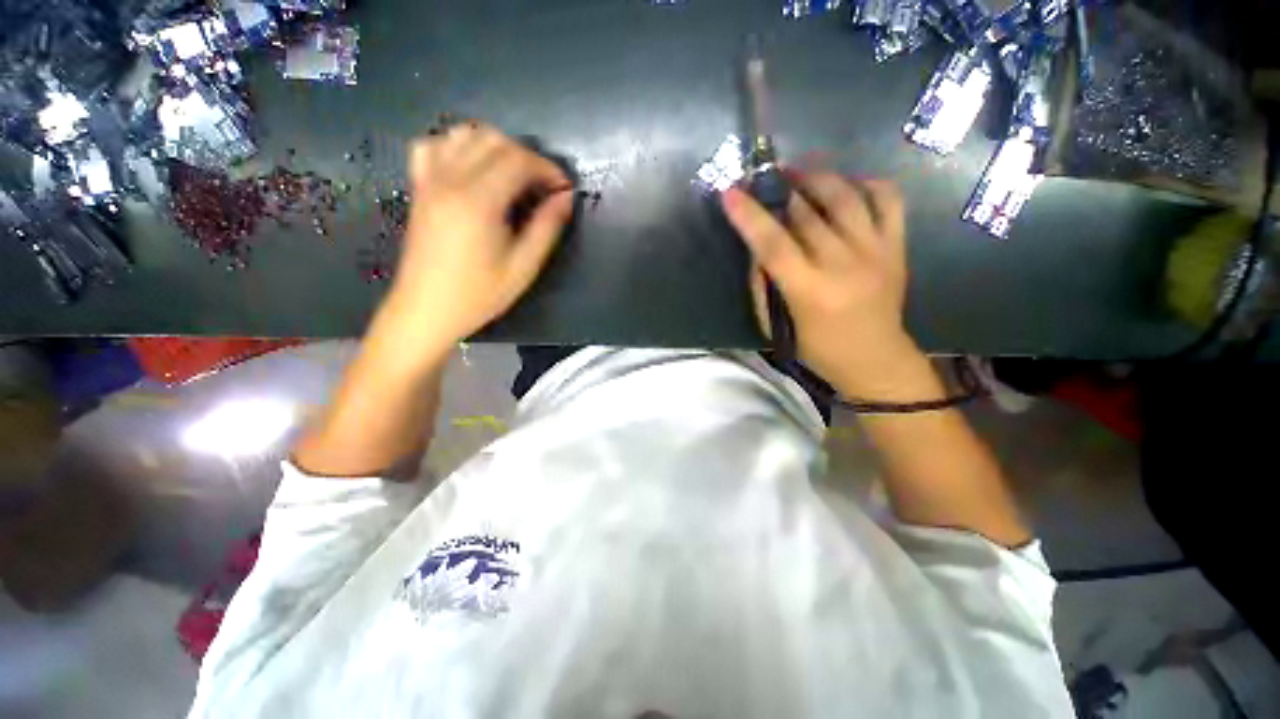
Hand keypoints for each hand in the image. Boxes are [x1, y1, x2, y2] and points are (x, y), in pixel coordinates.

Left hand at [386, 123, 573, 350]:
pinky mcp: (419, 187)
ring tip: (514, 176)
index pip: (518, 160)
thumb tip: (566, 198)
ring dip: (496, 147)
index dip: (547, 169)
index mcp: (478, 201)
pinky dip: (458, 146)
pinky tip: (472, 168)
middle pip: (493, 140)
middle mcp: (450, 179)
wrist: (426, 309)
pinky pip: (434, 145)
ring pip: (464, 134)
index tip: (564, 189)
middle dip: (527, 156)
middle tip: (544, 186)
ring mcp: (430, 180)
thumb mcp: (523, 267)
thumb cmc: (479, 295)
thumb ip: (546, 228)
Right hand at [722, 171, 927, 398]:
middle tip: (764, 175)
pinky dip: (866, 182)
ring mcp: (875, 251)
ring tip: (798, 169)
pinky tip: (846, 184)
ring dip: (818, 176)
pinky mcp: (897, 246)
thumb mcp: (777, 326)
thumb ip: (762, 286)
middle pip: (808, 213)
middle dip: (780, 187)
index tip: (730, 192)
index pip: (774, 244)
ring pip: (846, 196)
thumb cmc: (817, 349)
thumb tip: (756, 248)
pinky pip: (888, 198)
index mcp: (810, 291)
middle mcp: (844, 265)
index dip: (750, 216)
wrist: (875, 359)